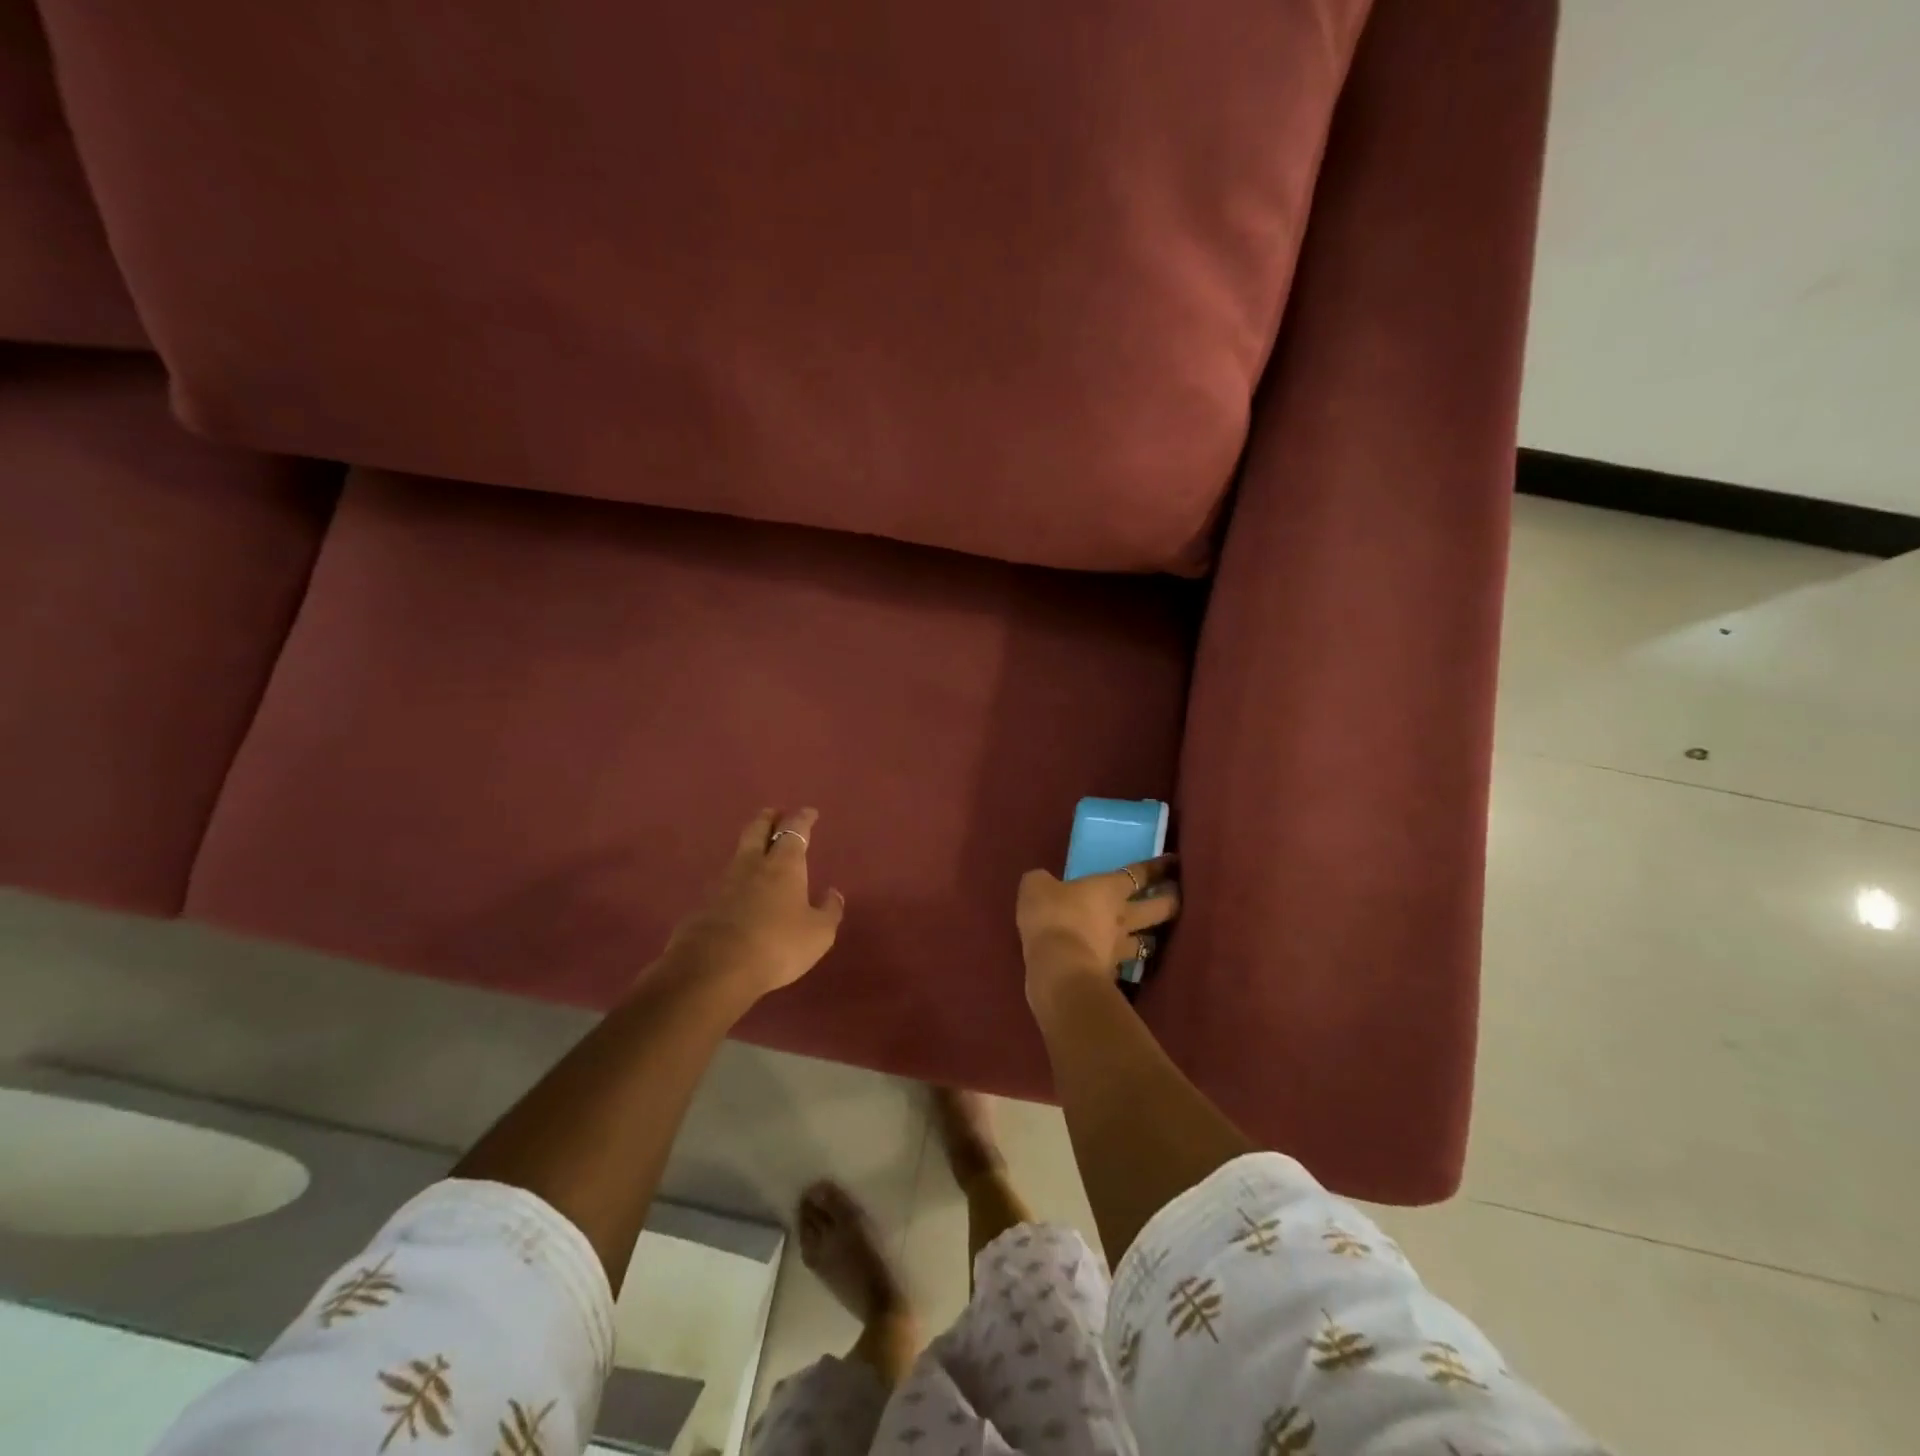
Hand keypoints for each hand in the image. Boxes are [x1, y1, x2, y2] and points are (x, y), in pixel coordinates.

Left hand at [663, 808, 845, 1000]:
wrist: (713, 969)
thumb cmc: (776, 945)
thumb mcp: (818, 934)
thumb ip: (829, 911)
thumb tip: (833, 893)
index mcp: (783, 864)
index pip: (794, 830)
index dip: (803, 818)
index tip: (809, 812)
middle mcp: (752, 865)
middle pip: (758, 829)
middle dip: (768, 818)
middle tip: (775, 813)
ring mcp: (723, 883)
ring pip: (739, 854)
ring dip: (750, 847)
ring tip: (759, 851)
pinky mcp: (703, 905)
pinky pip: (725, 883)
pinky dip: (737, 879)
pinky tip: (740, 892)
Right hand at [1016, 855, 1178, 1003]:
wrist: (1057, 968)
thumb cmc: (1051, 916)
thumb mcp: (1036, 887)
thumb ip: (1042, 882)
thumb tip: (1043, 882)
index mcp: (1109, 889)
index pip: (1140, 874)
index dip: (1158, 868)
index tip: (1174, 862)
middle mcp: (1123, 917)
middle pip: (1158, 908)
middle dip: (1171, 901)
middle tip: (1178, 896)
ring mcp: (1120, 950)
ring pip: (1147, 943)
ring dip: (1153, 939)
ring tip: (1155, 938)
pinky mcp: (1110, 976)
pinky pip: (1123, 968)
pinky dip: (1124, 967)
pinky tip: (1119, 967)